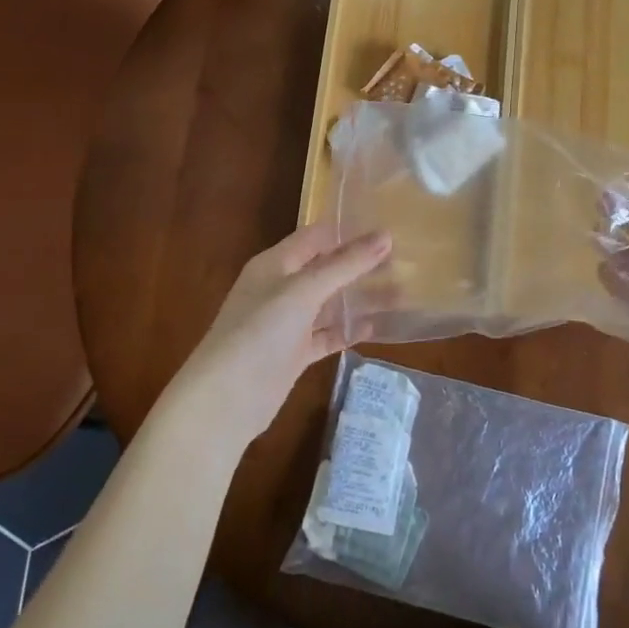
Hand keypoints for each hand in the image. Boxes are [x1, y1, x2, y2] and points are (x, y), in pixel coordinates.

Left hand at [162, 224, 391, 451]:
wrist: (225, 400)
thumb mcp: (303, 291)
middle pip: (326, 269)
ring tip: (401, 291)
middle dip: (360, 264)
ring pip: (330, 303)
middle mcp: (280, 288)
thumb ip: (345, 265)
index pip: (315, 236)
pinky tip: (377, 326)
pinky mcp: (295, 353)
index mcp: (275, 264)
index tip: (387, 227)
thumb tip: (386, 236)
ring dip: (360, 297)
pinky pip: (327, 334)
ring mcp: (287, 323)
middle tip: (403, 260)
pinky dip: (348, 330)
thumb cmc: (260, 332)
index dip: (348, 230)